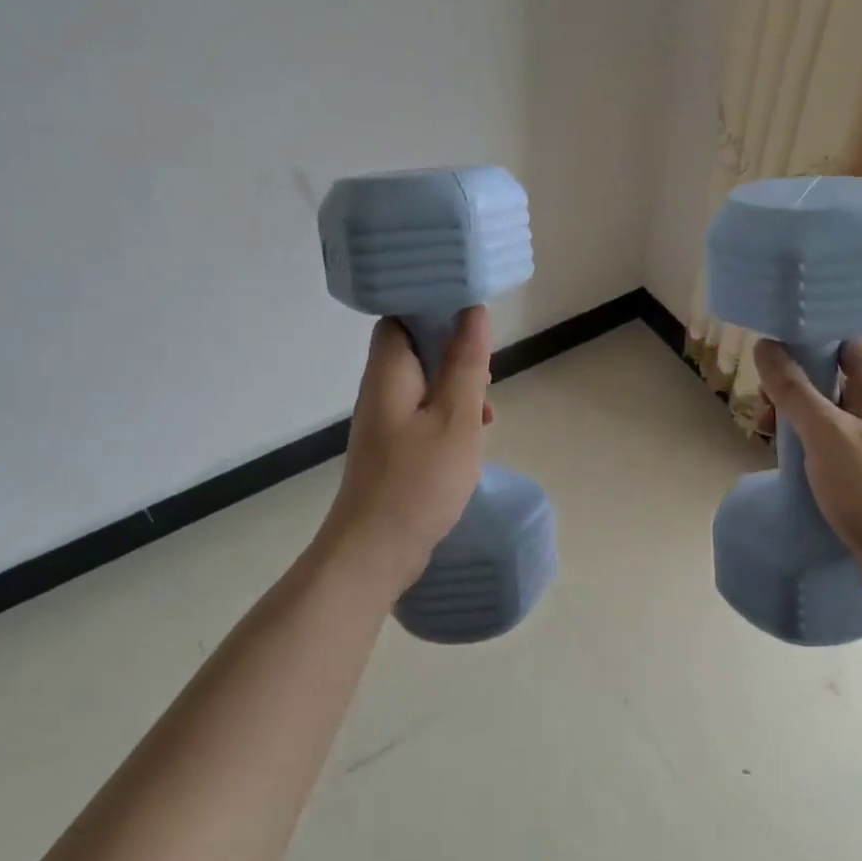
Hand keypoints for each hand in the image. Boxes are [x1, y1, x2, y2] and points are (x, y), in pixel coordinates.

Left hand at [317, 307, 493, 591]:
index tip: (473, 317)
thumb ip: (465, 363)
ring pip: (424, 384)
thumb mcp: (455, 418)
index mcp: (389, 372)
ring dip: (457, 387)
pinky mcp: (392, 448)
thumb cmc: (418, 481)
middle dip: (455, 351)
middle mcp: (381, 390)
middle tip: (487, 368)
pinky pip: (423, 414)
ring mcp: (384, 422)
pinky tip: (472, 438)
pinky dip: (449, 416)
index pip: (401, 316)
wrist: (375, 552)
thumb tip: (473, 311)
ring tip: (487, 410)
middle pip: (415, 348)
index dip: (435, 308)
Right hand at [753, 336, 861, 619]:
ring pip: (826, 408)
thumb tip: (765, 345)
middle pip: (831, 372)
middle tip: (761, 400)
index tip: (768, 340)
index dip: (809, 332)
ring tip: (763, 431)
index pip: (845, 338)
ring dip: (794, 413)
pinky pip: (829, 440)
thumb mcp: (829, 436)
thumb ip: (795, 389)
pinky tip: (784, 457)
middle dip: (791, 379)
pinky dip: (804, 441)